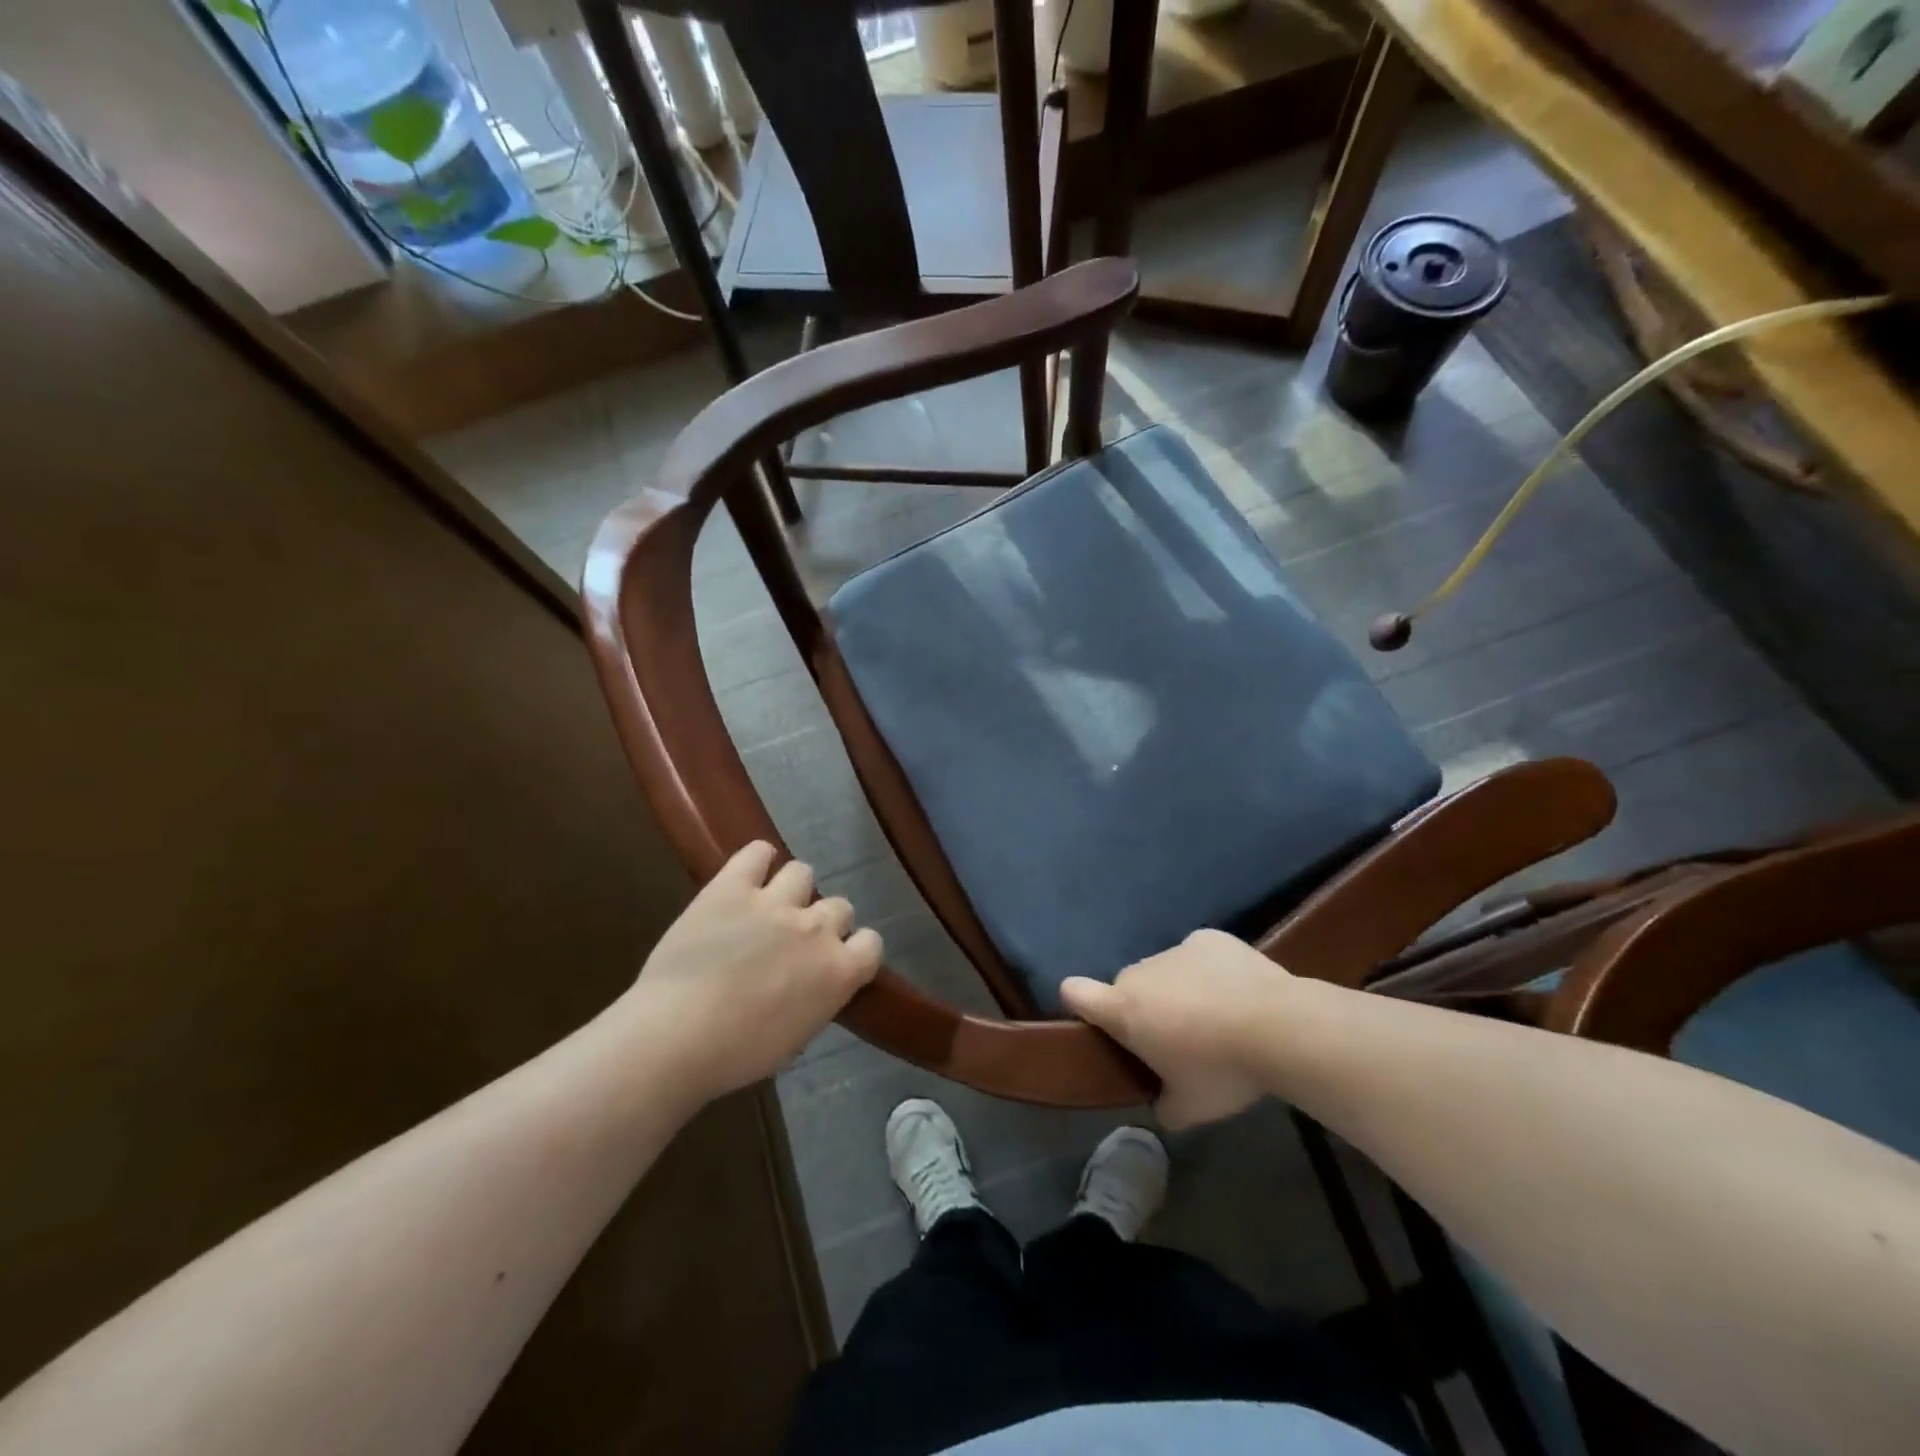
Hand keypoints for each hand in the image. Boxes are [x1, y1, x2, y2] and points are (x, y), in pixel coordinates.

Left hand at [626, 842, 881, 1101]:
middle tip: (795, 941)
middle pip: (840, 906)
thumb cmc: (737, 1054)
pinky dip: (758, 859)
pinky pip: (757, 853)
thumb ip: (816, 1000)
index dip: (854, 949)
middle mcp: (816, 929)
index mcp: (838, 972)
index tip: (835, 961)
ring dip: (792, 889)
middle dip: (822, 921)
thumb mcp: (795, 1037)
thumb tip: (813, 986)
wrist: (676, 1035)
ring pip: (803, 872)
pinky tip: (750, 873)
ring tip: (770, 905)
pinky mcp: (732, 886)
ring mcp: (775, 902)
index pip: (871, 943)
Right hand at [1061, 930, 1290, 1128]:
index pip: (1076, 993)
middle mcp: (1141, 973)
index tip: (1096, 1020)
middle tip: (1177, 1038)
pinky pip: (1197, 955)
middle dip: (1144, 1008)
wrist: (1279, 1027)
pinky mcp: (1209, 938)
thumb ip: (1164, 1107)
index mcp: (1125, 1010)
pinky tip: (1236, 991)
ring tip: (1217, 1016)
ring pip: (1164, 970)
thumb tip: (1161, 1107)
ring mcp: (1176, 950)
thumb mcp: (1190, 1109)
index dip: (1079, 1002)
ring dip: (1177, 989)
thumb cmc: (1222, 1071)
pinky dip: (1208, 971)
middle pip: (1128, 987)